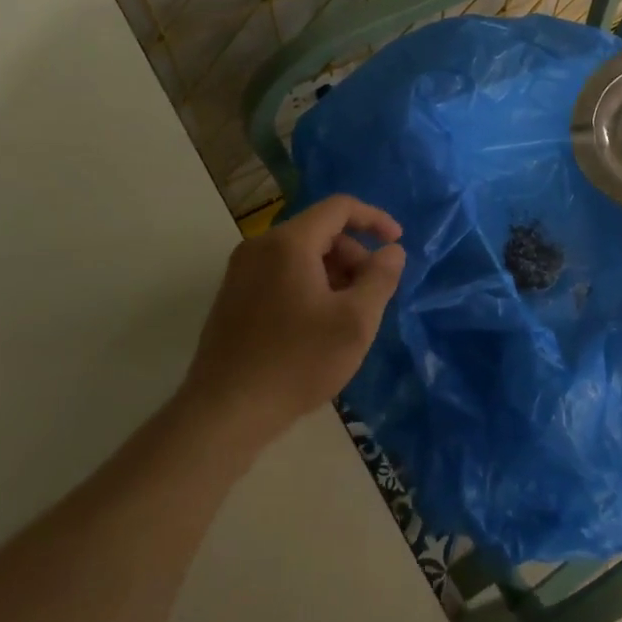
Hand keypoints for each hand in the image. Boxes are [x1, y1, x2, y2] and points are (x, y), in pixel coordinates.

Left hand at [181, 193, 405, 449]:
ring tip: (348, 316)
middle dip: (354, 255)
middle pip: (320, 231)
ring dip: (333, 273)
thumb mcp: (355, 321)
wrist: (225, 413)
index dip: (374, 219)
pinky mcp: (233, 297)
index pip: (339, 207)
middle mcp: (260, 247)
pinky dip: (309, 285)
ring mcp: (241, 272)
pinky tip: (318, 326)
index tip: (397, 243)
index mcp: (289, 243)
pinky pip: (281, 273)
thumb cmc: (297, 362)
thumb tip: (392, 251)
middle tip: (372, 294)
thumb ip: (380, 278)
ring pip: (301, 254)